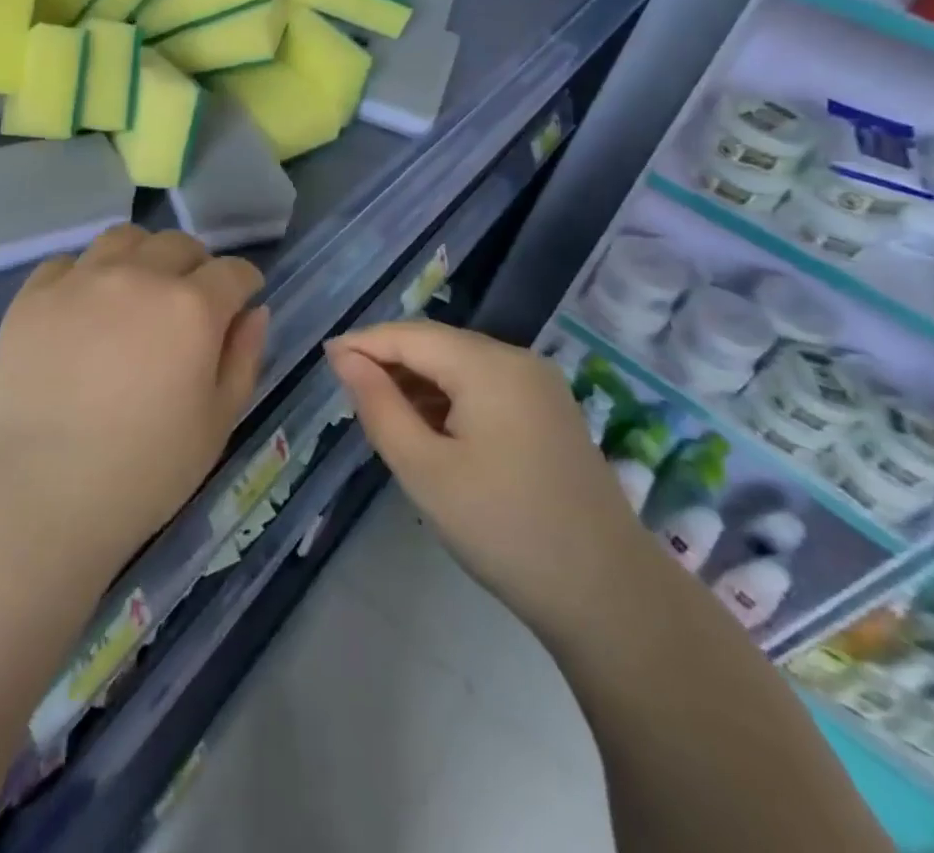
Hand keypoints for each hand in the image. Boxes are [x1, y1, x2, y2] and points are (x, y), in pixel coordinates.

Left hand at [0, 225, 267, 573]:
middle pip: (179, 244)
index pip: (233, 271)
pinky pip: (69, 262)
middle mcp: (139, 276)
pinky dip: (86, 275)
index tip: (241, 299)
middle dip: (196, 265)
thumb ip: (243, 358)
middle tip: (190, 300)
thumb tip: (253, 312)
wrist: (39, 492)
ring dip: (143, 256)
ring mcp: (81, 280)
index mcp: (192, 307)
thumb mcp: (217, 423)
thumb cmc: (144, 471)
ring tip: (137, 290)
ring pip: (124, 239)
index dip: (244, 284)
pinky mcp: (34, 294)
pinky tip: (83, 309)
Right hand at [327, 320, 654, 628]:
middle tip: (347, 391)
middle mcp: (517, 360)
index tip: (323, 360)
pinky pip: (485, 385)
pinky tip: (429, 427)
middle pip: (436, 344)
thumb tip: (344, 358)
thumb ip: (378, 406)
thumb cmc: (503, 529)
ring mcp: (539, 385)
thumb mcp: (424, 470)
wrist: (610, 597)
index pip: (409, 335)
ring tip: (381, 412)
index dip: (363, 343)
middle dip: (389, 361)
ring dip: (418, 380)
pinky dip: (449, 397)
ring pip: (460, 364)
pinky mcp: (549, 411)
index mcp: (488, 365)